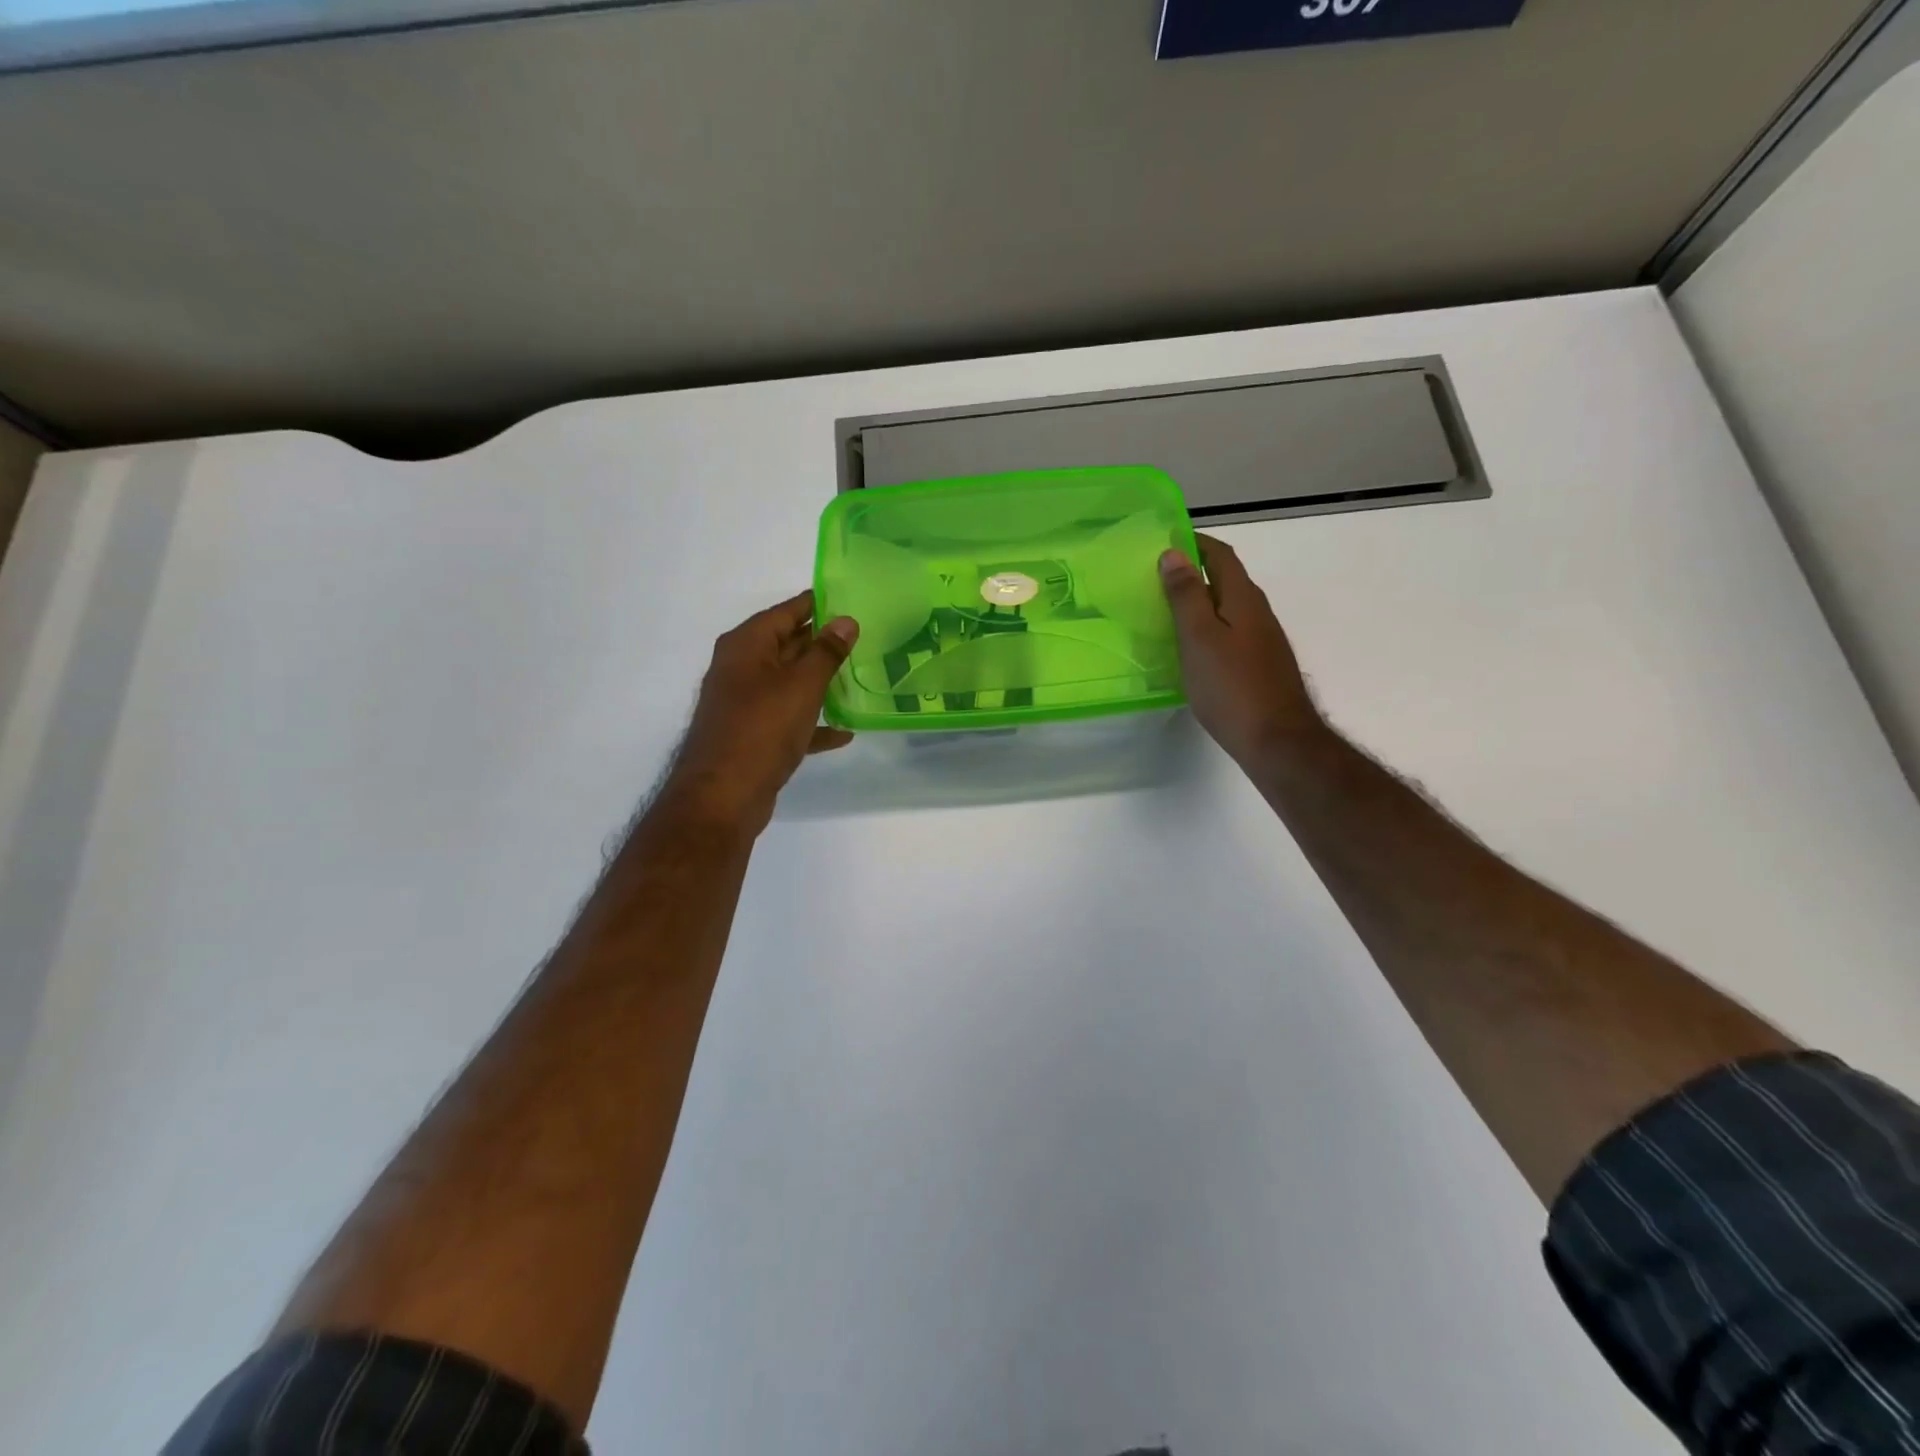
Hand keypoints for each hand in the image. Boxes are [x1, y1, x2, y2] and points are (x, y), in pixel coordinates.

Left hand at [662, 591, 858, 833]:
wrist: (723, 796)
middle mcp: (741, 668)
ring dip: (820, 682)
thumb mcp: (802, 685)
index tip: (850, 601)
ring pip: (789, 683)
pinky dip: (813, 722)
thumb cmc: (762, 729)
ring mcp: (745, 704)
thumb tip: (845, 621)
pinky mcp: (753, 736)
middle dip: (822, 644)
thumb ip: (826, 652)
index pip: (786, 612)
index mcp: (746, 646)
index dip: (817, 605)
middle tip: (864, 639)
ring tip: (859, 678)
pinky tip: (844, 732)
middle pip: (787, 645)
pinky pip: (788, 719)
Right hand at [1160, 534, 1322, 767]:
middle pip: (1226, 580)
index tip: (1165, 541)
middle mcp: (1258, 612)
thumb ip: (1186, 596)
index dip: (1195, 543)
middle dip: (1194, 571)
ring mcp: (1263, 641)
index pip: (1220, 556)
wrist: (1277, 740)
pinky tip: (1192, 648)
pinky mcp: (1260, 666)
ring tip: (1168, 611)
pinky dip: (1208, 628)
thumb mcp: (1199, 638)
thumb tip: (1173, 553)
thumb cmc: (1231, 686)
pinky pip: (1231, 632)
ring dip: (1201, 601)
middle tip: (1157, 578)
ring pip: (1229, 608)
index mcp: (1243, 599)